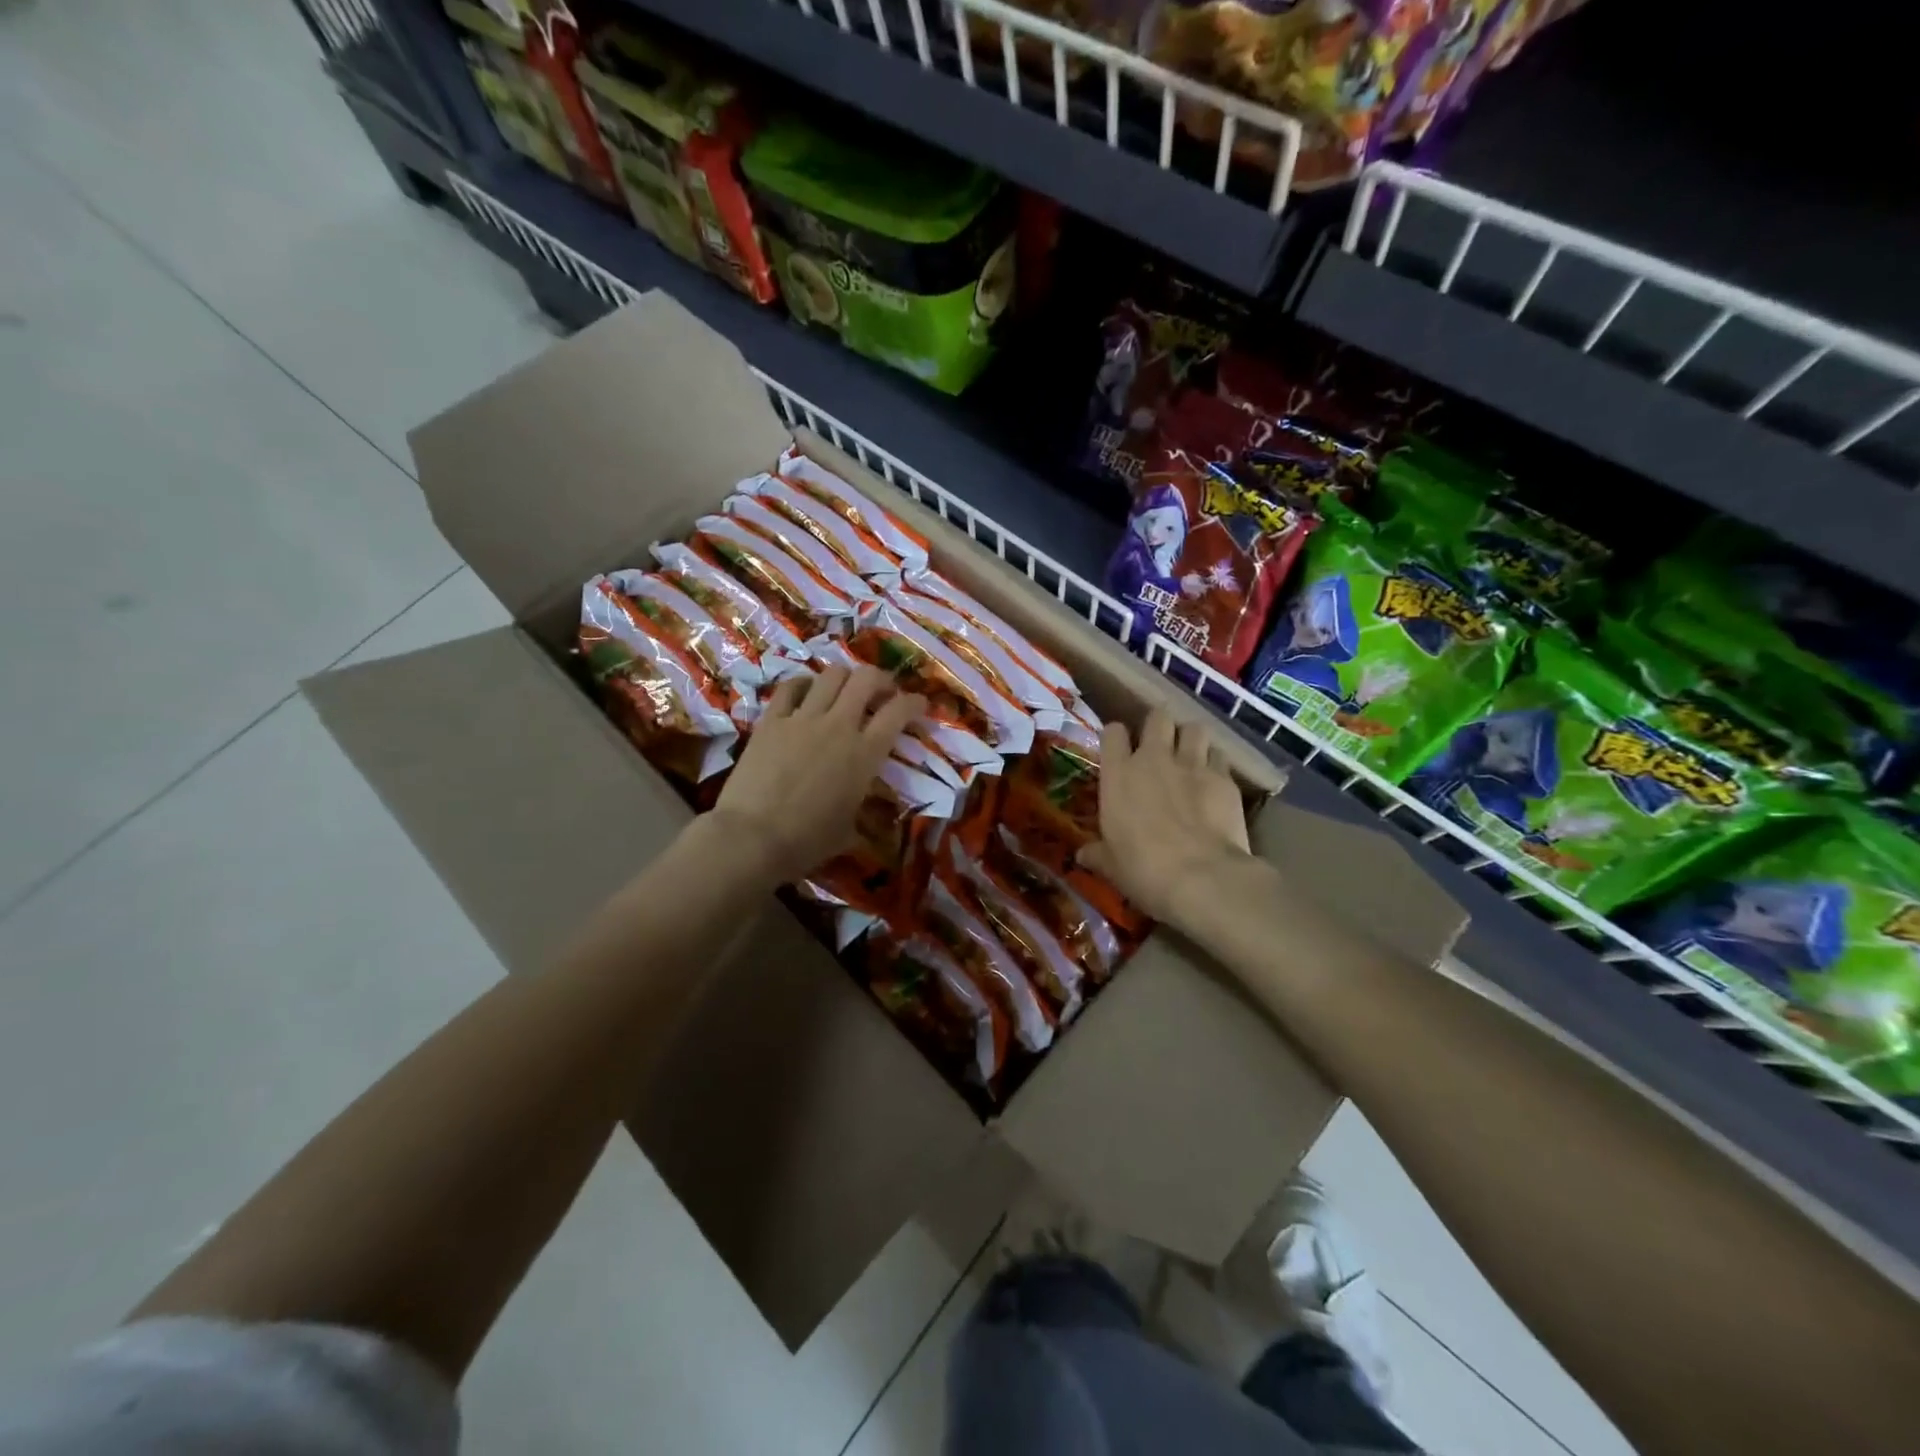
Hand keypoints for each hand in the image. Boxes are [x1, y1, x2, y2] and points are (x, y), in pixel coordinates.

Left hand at [711, 665, 924, 883]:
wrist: (752, 838)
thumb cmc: (807, 841)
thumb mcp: (849, 830)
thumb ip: (863, 808)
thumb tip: (867, 808)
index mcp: (865, 754)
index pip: (899, 712)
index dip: (915, 703)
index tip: (919, 705)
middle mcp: (838, 725)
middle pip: (867, 679)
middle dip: (881, 680)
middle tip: (882, 694)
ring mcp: (802, 718)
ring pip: (831, 674)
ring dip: (845, 678)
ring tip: (845, 691)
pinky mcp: (771, 720)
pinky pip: (790, 687)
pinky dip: (804, 684)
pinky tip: (806, 692)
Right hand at [1076, 708, 1250, 929]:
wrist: (1201, 877)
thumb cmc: (1143, 869)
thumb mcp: (1111, 865)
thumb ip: (1097, 853)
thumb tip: (1082, 855)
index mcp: (1119, 774)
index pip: (1113, 732)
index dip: (1117, 737)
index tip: (1119, 751)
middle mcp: (1154, 758)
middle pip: (1157, 717)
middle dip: (1158, 727)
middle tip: (1159, 747)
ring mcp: (1192, 764)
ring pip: (1194, 728)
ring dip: (1190, 739)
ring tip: (1190, 757)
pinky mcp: (1224, 778)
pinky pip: (1220, 756)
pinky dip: (1216, 764)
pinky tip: (1214, 782)